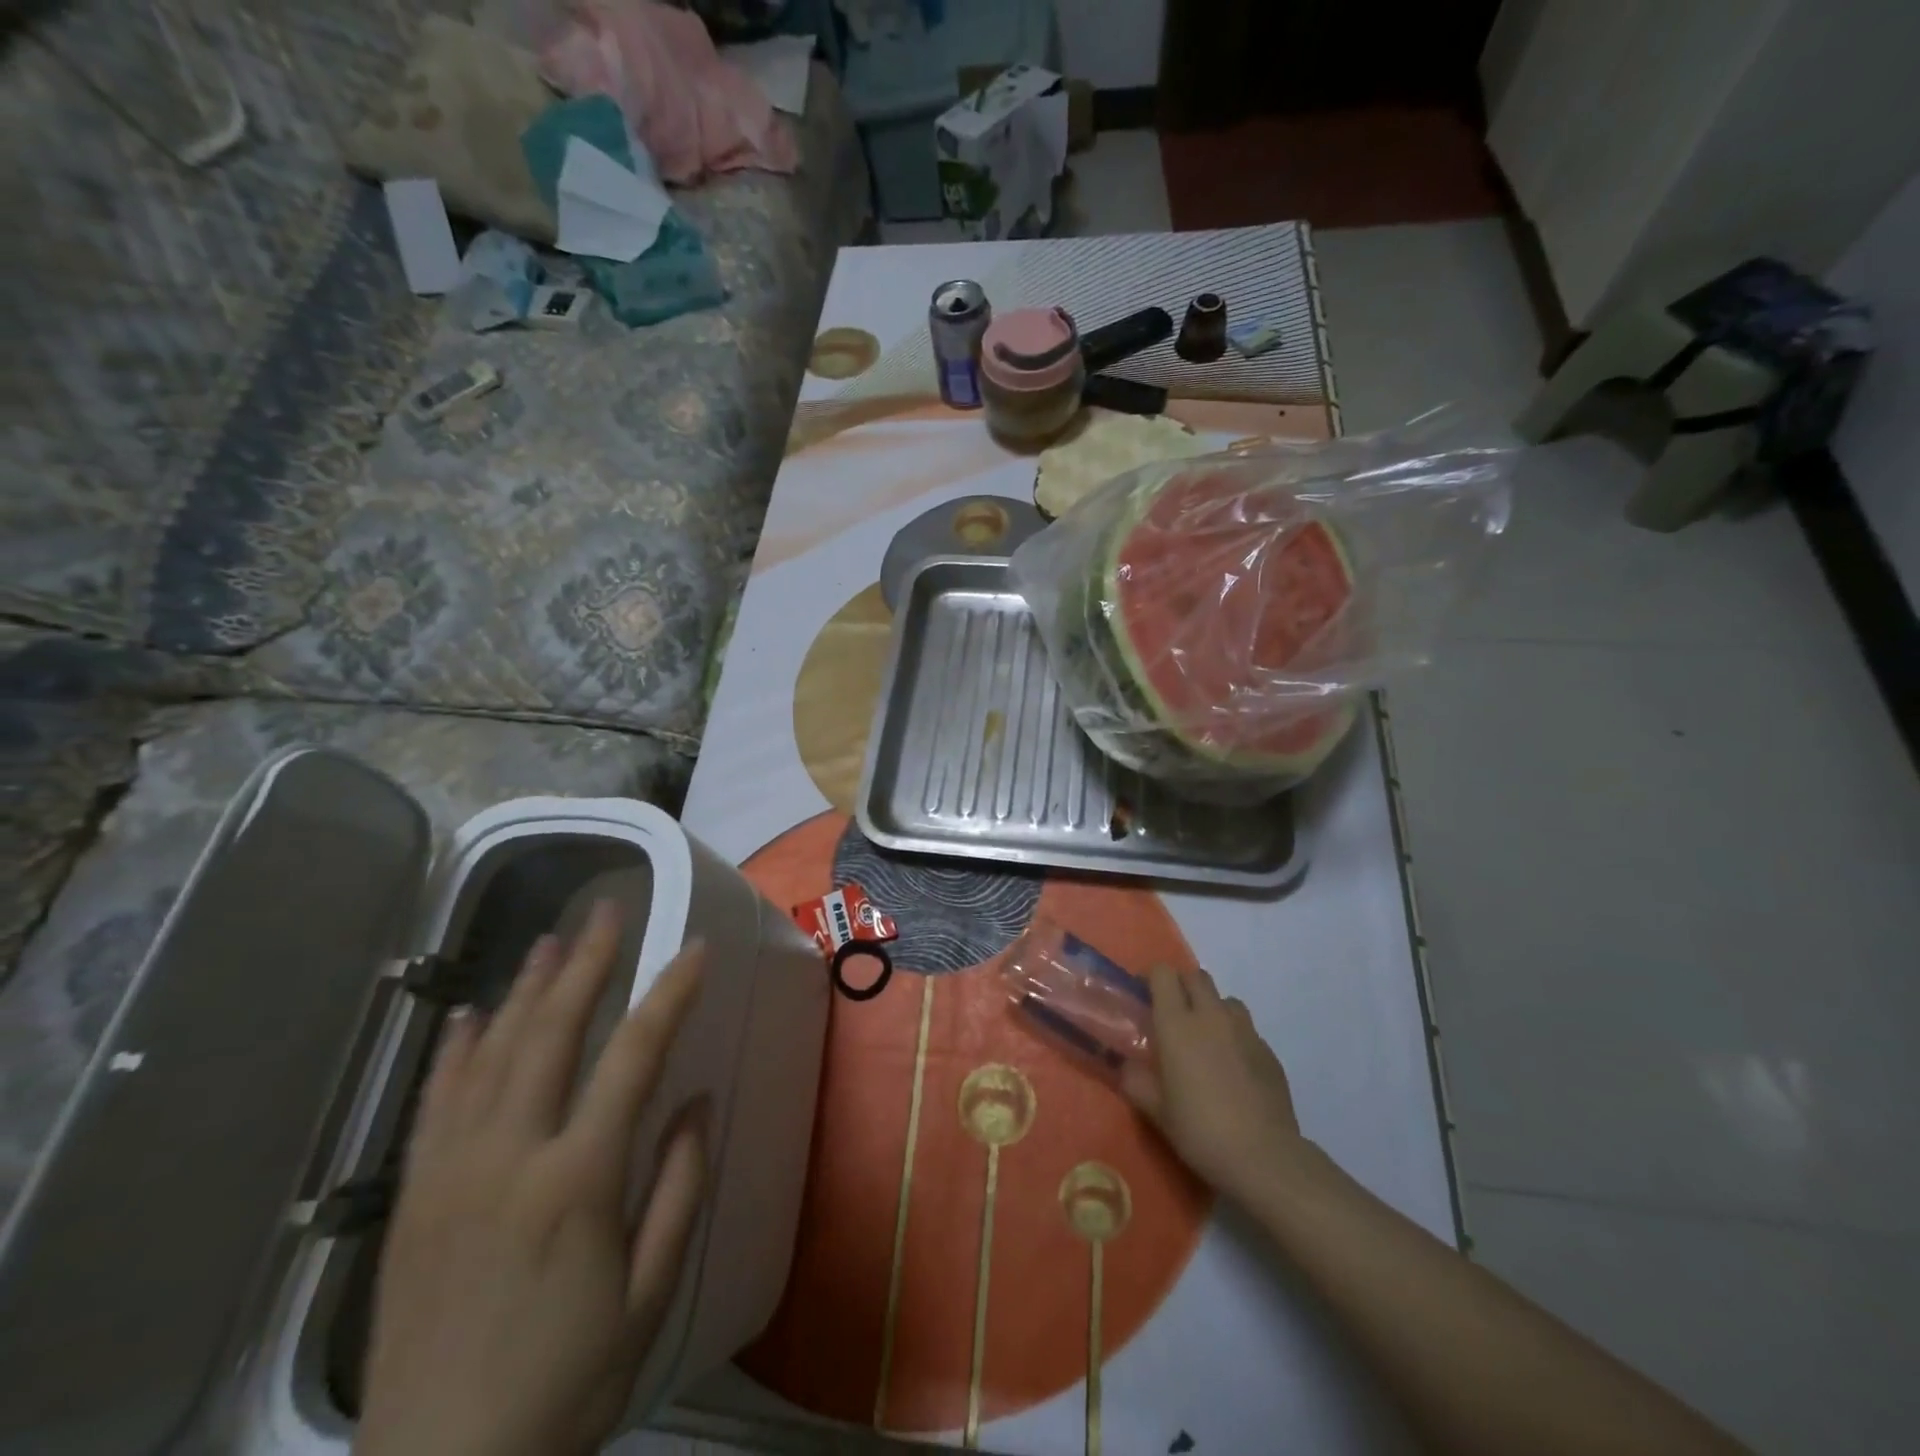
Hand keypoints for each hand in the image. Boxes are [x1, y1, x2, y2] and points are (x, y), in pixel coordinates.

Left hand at [356, 903, 707, 1455]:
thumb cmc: (567, 1381)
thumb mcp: (651, 1294)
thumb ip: (680, 1186)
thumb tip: (695, 1100)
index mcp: (578, 1179)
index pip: (634, 1056)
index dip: (669, 993)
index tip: (696, 949)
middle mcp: (509, 1156)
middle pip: (552, 1032)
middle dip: (587, 963)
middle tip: (609, 912)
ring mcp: (452, 1171)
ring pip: (491, 1053)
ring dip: (525, 988)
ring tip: (551, 938)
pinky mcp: (414, 1196)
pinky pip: (436, 1101)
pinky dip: (455, 1049)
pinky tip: (469, 1012)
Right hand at [1122, 967, 1310, 1199]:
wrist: (1264, 1157)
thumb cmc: (1200, 1129)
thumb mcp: (1155, 1110)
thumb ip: (1135, 1081)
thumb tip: (1125, 1066)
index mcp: (1177, 1024)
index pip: (1164, 974)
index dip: (1152, 978)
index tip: (1144, 996)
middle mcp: (1211, 1016)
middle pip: (1196, 977)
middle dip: (1182, 986)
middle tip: (1173, 1015)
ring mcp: (1245, 1032)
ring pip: (1226, 1000)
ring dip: (1212, 1008)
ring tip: (1206, 1039)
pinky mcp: (1269, 1052)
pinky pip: (1247, 1030)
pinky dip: (1235, 1037)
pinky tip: (1233, 1069)